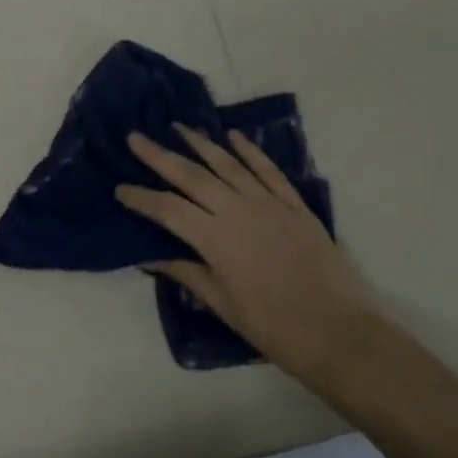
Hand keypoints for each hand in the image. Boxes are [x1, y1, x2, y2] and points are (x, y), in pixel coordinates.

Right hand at [117, 127, 383, 394]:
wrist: (336, 331)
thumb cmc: (272, 327)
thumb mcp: (223, 305)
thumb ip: (189, 273)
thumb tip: (153, 256)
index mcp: (215, 239)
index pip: (167, 209)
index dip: (141, 197)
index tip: (120, 188)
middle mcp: (237, 210)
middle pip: (192, 175)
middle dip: (160, 155)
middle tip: (137, 137)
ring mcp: (268, 203)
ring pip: (228, 164)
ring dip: (201, 143)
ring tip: (180, 127)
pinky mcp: (294, 204)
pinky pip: (268, 169)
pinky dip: (250, 150)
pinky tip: (233, 137)